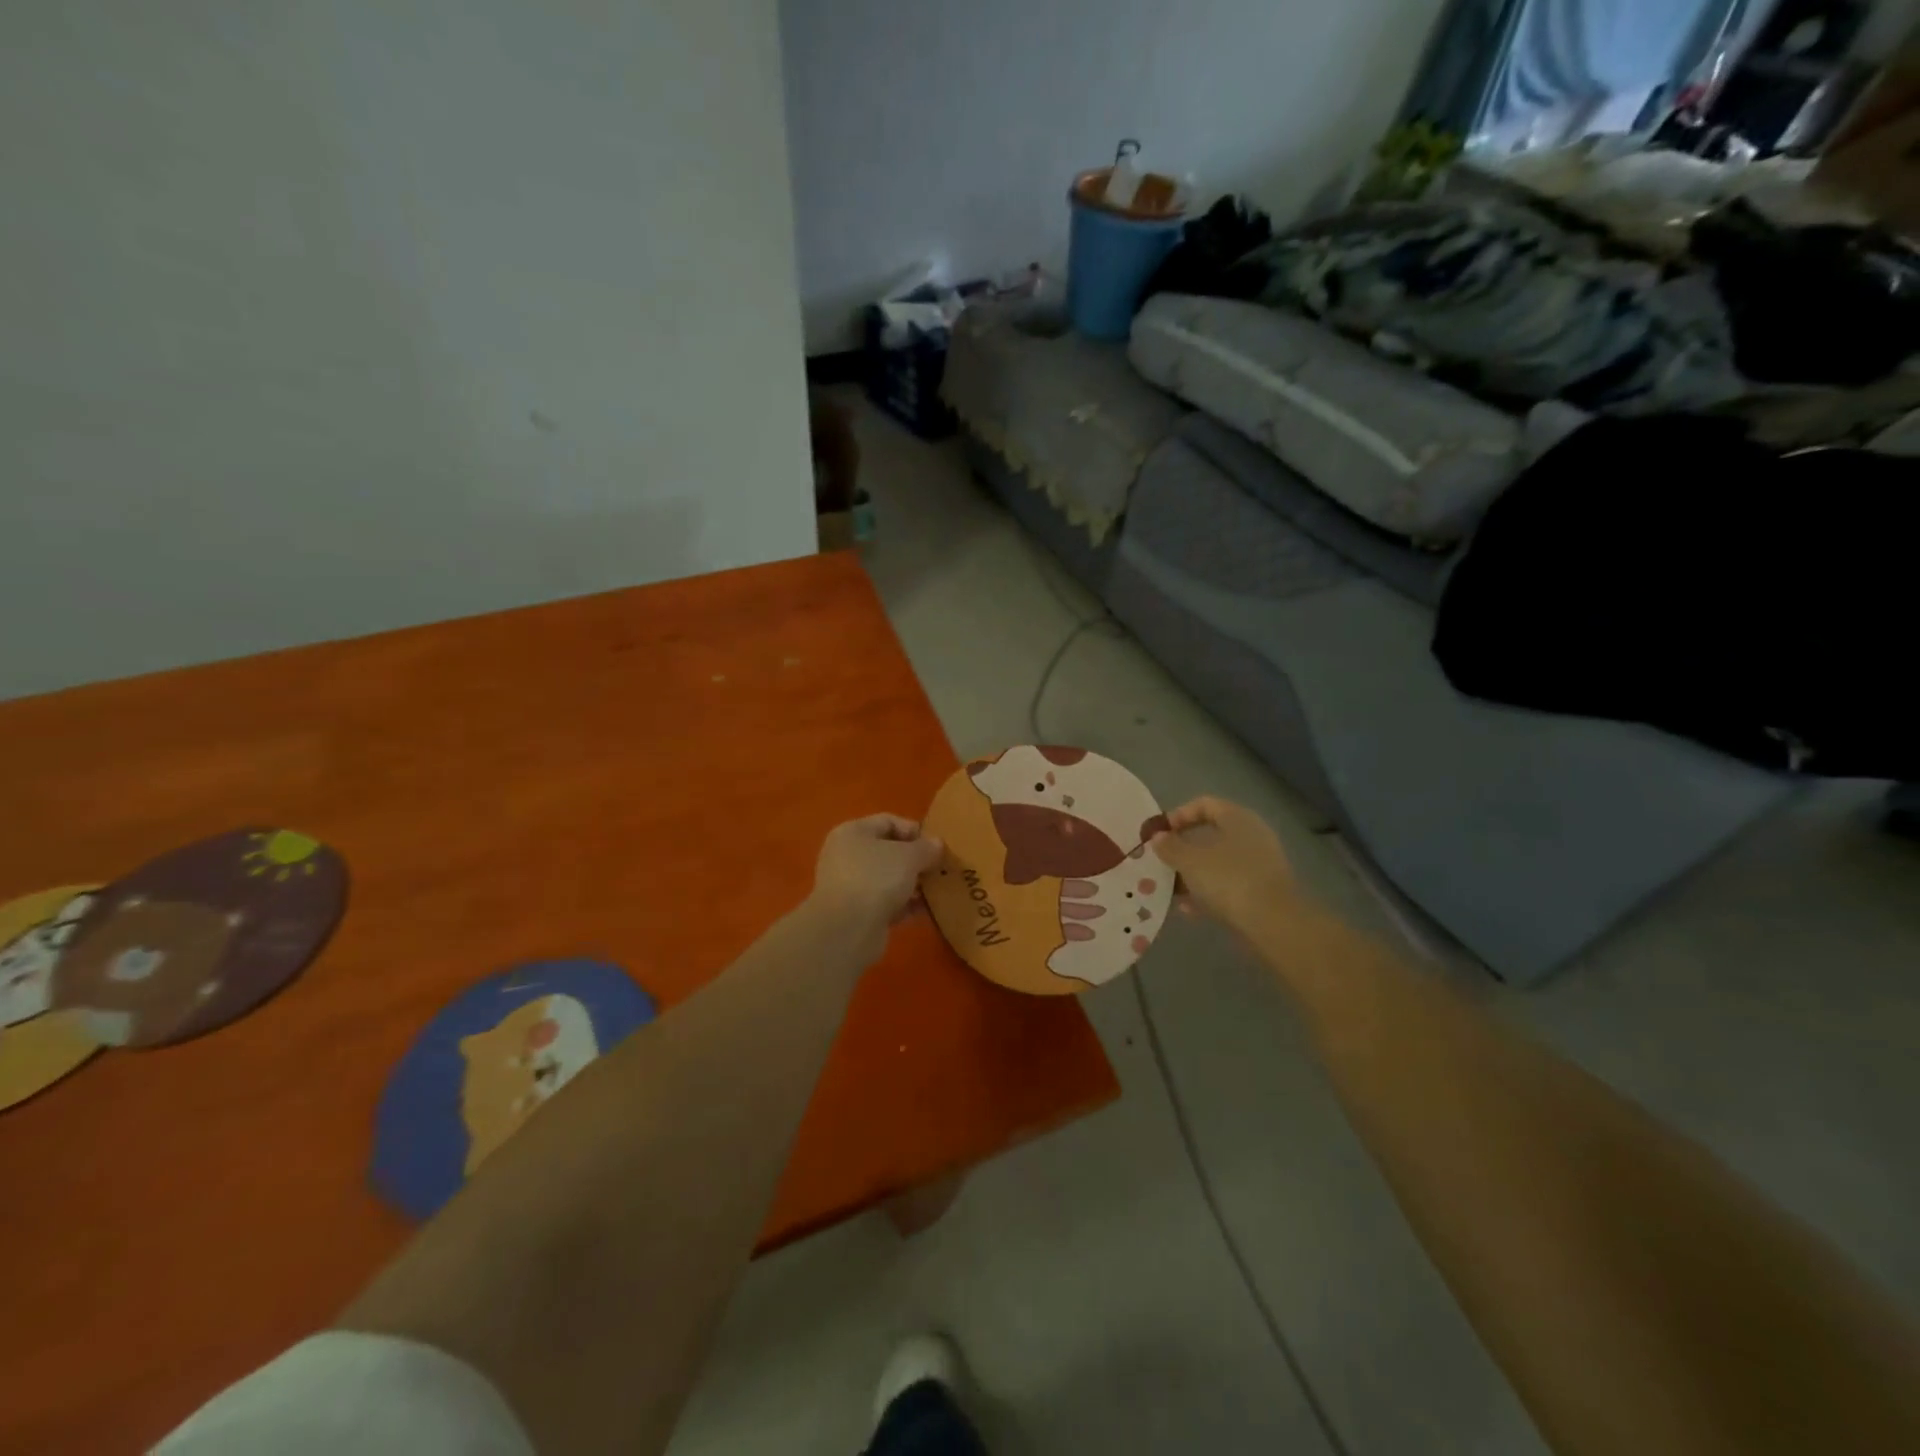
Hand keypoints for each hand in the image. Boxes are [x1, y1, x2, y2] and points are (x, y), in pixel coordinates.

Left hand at [807, 814, 944, 959]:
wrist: (847, 929)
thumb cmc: (876, 878)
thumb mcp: (909, 856)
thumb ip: (926, 847)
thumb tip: (936, 844)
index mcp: (852, 832)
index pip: (888, 821)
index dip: (914, 830)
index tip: (936, 845)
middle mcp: (846, 855)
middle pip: (887, 851)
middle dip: (915, 859)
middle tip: (939, 868)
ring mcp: (849, 886)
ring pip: (887, 879)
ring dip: (912, 884)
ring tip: (936, 889)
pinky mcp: (855, 913)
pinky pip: (885, 903)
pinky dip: (904, 905)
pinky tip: (926, 910)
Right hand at [1151, 796, 1295, 934]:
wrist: (1273, 923)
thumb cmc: (1229, 880)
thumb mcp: (1190, 861)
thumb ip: (1170, 847)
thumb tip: (1157, 837)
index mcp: (1238, 818)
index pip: (1204, 804)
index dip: (1178, 815)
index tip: (1159, 833)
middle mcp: (1252, 836)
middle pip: (1210, 834)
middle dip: (1182, 848)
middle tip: (1161, 860)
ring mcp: (1259, 865)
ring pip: (1218, 862)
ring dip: (1192, 873)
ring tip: (1170, 888)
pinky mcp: (1261, 891)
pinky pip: (1227, 885)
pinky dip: (1207, 892)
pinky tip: (1188, 910)